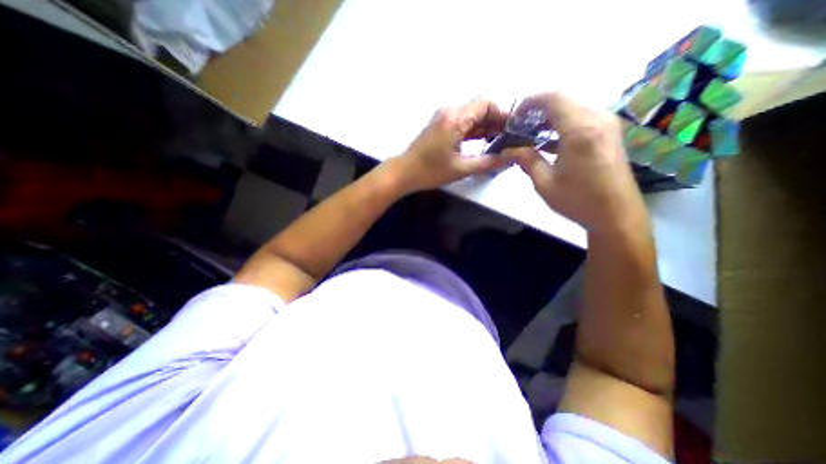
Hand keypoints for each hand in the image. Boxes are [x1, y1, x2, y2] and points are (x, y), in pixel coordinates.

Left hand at [392, 97, 513, 192]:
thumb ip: (488, 162)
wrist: (403, 172)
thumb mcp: (461, 169)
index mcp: (455, 118)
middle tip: (510, 139)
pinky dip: (475, 130)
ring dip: (486, 126)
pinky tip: (484, 142)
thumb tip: (510, 158)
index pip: (487, 103)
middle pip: (480, 108)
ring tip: (501, 142)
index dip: (503, 114)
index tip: (513, 130)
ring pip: (472, 116)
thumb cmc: (430, 171)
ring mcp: (444, 118)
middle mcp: (450, 112)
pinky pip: (463, 122)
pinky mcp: (441, 125)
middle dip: (497, 121)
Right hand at [504, 92, 644, 233]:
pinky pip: (582, 120)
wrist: (616, 215)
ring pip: (573, 109)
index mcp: (580, 129)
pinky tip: (548, 142)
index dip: (529, 102)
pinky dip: (562, 126)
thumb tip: (507, 150)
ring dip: (549, 118)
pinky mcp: (609, 134)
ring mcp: (607, 125)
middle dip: (537, 111)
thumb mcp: (544, 182)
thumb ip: (526, 160)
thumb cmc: (577, 200)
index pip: (553, 98)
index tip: (513, 116)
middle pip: (563, 101)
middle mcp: (598, 119)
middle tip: (518, 128)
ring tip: (529, 135)